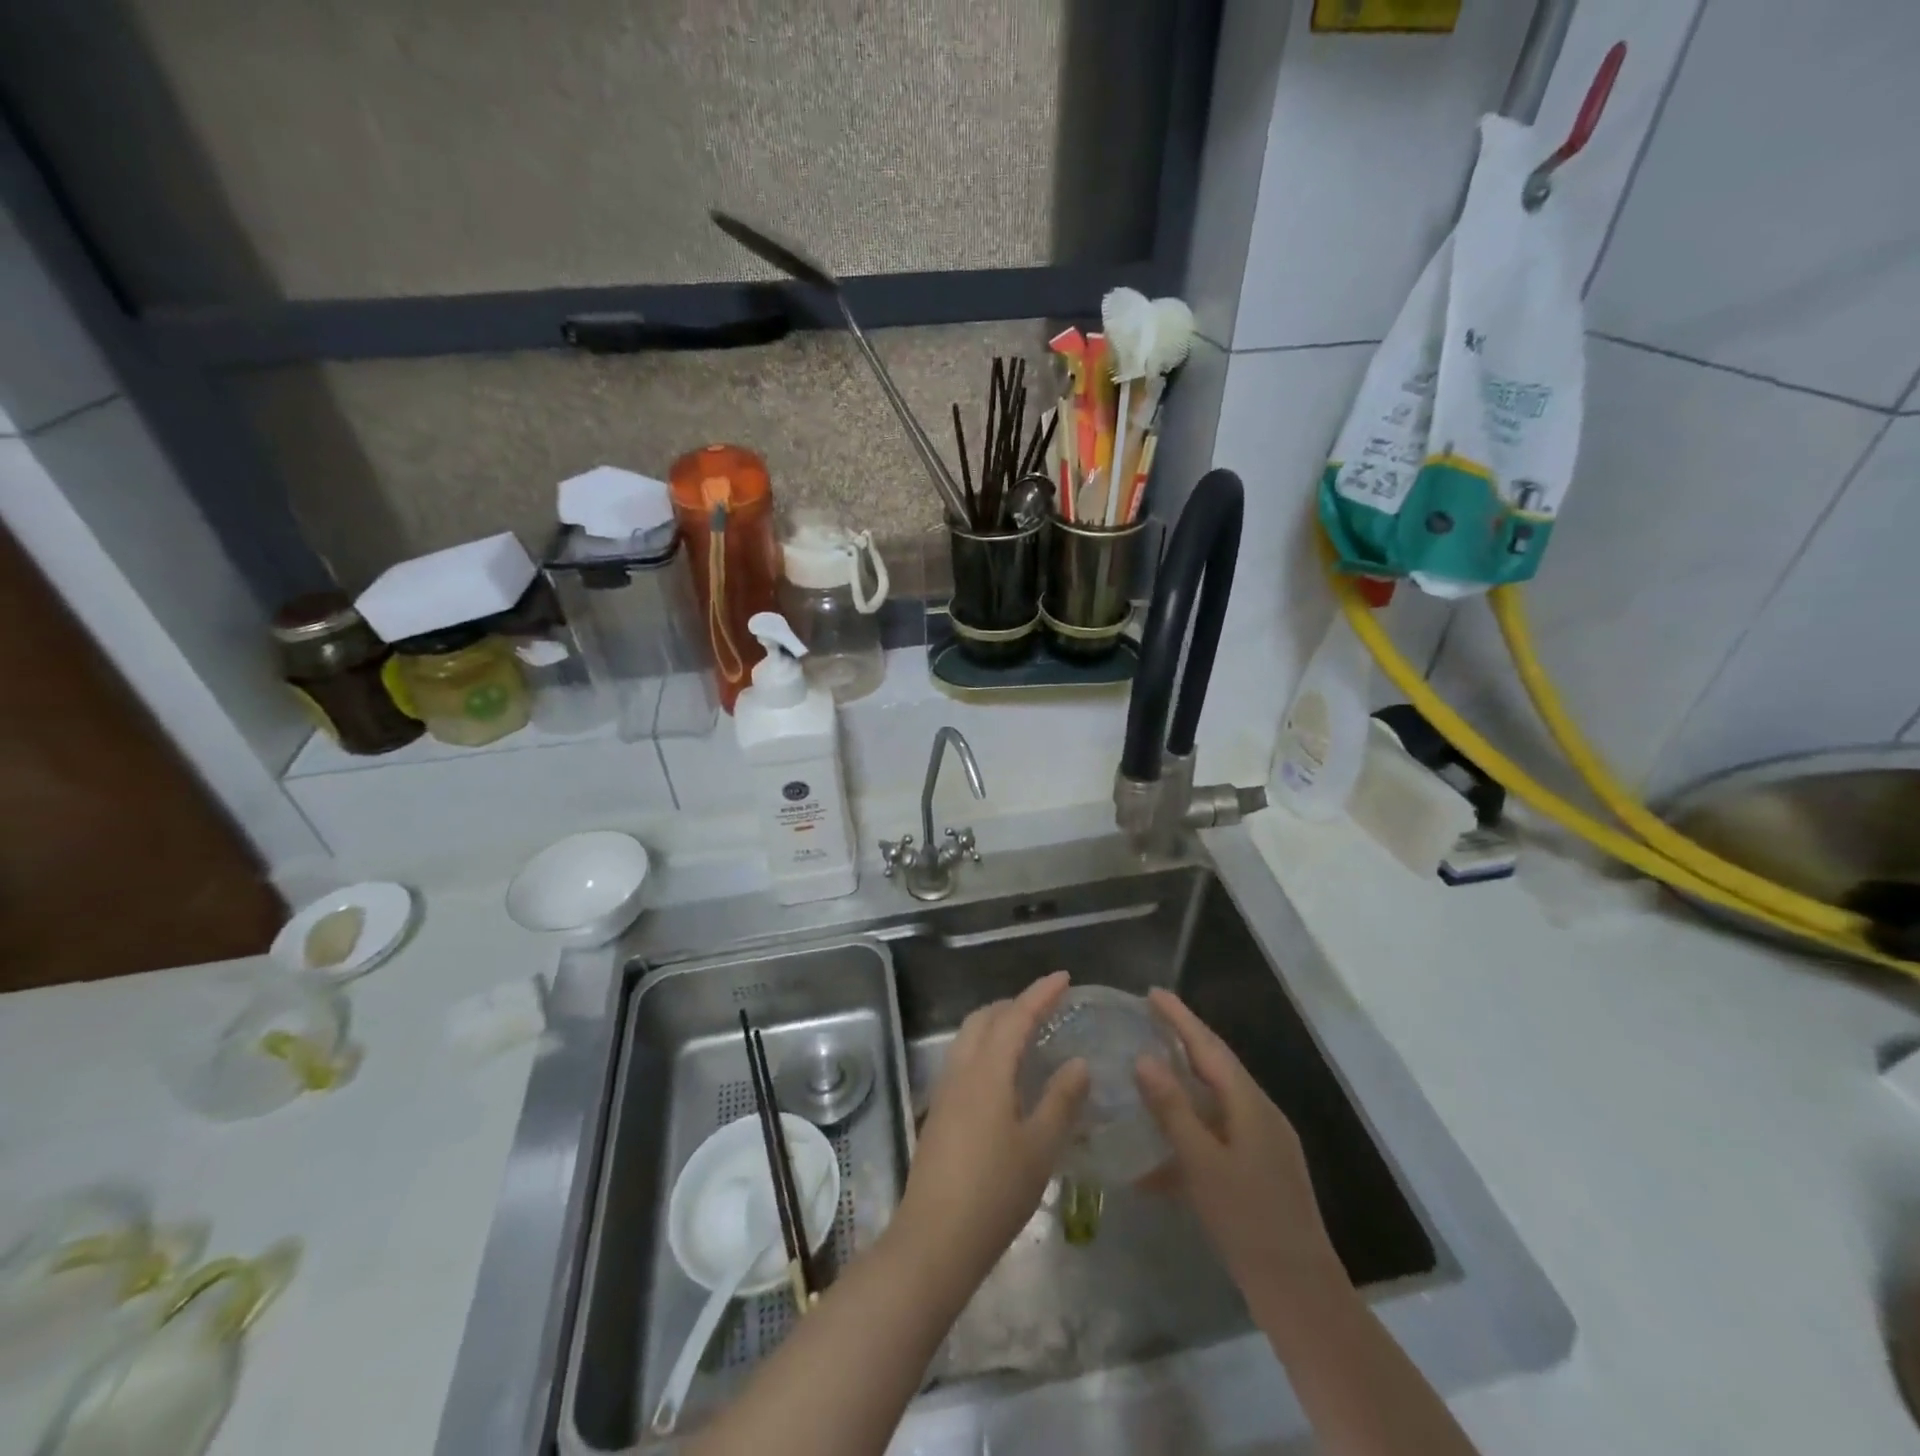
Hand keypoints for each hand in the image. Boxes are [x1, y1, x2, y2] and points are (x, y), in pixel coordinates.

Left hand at [894, 971, 1089, 1292]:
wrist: (935, 1239)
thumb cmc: (994, 1192)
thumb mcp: (1040, 1147)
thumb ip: (1061, 1100)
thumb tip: (1078, 1063)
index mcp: (988, 1071)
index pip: (1016, 1016)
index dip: (1040, 994)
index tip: (1064, 978)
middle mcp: (962, 1070)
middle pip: (985, 1018)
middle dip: (1015, 1004)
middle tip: (1047, 1007)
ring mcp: (945, 1090)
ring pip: (970, 1037)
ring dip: (997, 1025)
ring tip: (1028, 1035)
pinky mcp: (939, 1112)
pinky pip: (964, 1059)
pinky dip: (987, 1048)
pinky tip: (1005, 1076)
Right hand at [1135, 988, 1343, 1306]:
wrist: (1299, 1292)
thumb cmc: (1247, 1220)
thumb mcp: (1201, 1163)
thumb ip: (1172, 1109)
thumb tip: (1144, 1058)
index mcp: (1250, 1104)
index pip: (1209, 1047)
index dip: (1180, 1018)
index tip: (1153, 993)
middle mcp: (1260, 1113)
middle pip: (1216, 1066)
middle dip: (1184, 1040)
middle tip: (1149, 1019)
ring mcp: (1264, 1142)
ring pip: (1217, 1098)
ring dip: (1185, 1081)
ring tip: (1150, 1069)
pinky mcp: (1260, 1169)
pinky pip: (1219, 1130)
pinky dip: (1192, 1126)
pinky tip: (1163, 1146)